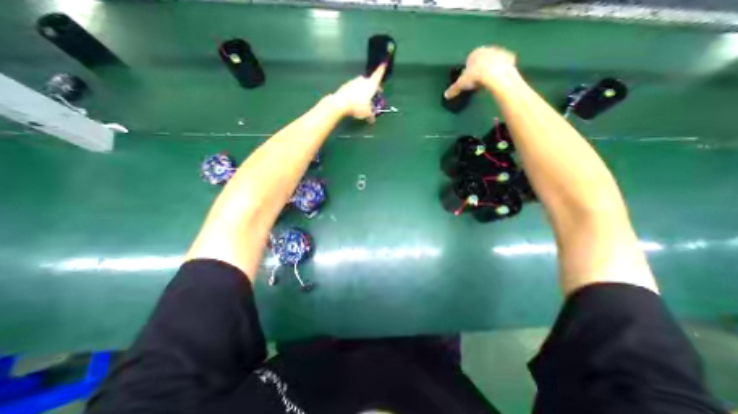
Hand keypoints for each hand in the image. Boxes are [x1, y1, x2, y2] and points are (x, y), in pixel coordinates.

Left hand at [329, 61, 385, 121]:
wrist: (341, 103)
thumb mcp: (367, 113)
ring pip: (362, 84)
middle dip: (373, 87)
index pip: (379, 74)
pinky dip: (356, 92)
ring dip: (364, 90)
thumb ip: (371, 115)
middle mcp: (364, 80)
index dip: (382, 69)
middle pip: (370, 81)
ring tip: (364, 99)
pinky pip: (354, 88)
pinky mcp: (347, 85)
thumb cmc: (358, 106)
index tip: (385, 62)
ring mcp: (354, 81)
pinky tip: (355, 100)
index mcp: (371, 84)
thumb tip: (372, 120)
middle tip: (374, 95)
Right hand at [444, 45, 516, 97]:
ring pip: (492, 61)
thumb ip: (453, 89)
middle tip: (477, 81)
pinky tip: (498, 79)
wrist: (495, 74)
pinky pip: (503, 65)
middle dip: (480, 69)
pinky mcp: (510, 58)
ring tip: (487, 82)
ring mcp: (499, 52)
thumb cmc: (475, 76)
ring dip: (490, 69)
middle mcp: (487, 49)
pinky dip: (500, 71)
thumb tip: (446, 95)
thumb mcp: (461, 85)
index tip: (469, 80)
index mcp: (474, 53)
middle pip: (482, 60)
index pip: (469, 61)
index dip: (468, 71)